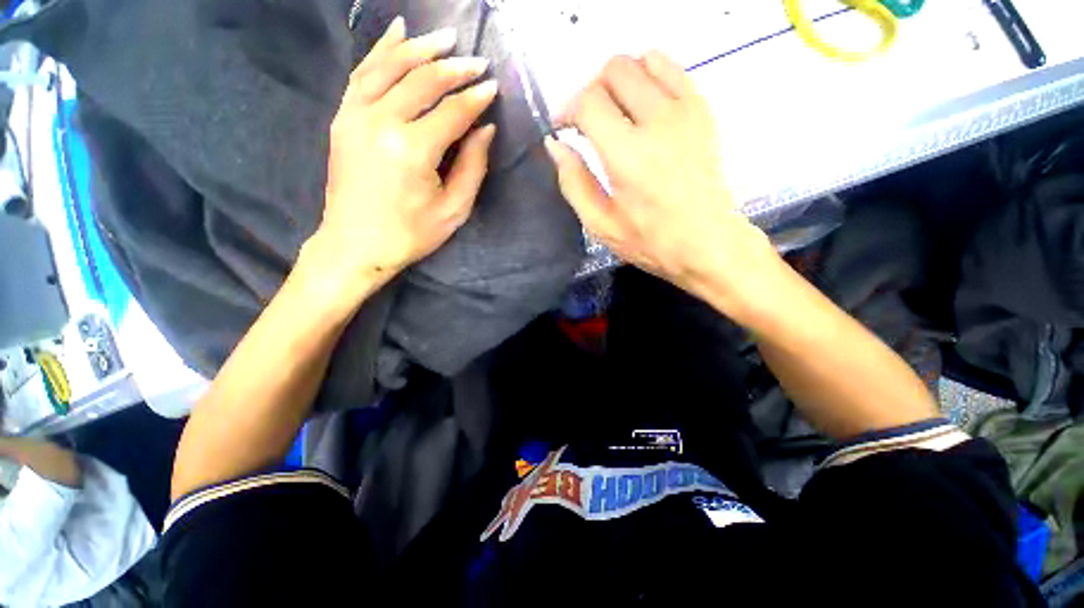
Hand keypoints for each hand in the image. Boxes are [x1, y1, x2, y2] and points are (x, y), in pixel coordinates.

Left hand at [315, 16, 498, 291]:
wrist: (355, 244)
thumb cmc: (411, 234)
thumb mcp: (454, 209)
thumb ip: (473, 167)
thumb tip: (486, 129)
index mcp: (413, 150)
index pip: (452, 111)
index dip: (476, 98)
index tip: (493, 87)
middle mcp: (381, 122)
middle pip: (423, 80)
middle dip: (455, 68)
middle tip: (477, 62)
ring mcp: (356, 115)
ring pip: (392, 66)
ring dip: (422, 49)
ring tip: (446, 39)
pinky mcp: (343, 117)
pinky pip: (363, 72)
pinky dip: (382, 49)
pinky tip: (399, 32)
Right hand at [545, 52, 777, 310]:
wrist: (708, 242)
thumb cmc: (650, 241)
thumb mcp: (600, 224)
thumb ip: (573, 182)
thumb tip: (556, 144)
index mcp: (628, 156)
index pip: (589, 101)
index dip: (567, 109)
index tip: (563, 128)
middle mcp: (658, 122)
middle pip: (615, 69)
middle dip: (591, 90)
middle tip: (587, 122)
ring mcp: (686, 111)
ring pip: (644, 60)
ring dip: (620, 80)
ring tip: (614, 113)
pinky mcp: (703, 111)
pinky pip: (673, 69)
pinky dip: (649, 77)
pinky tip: (642, 108)